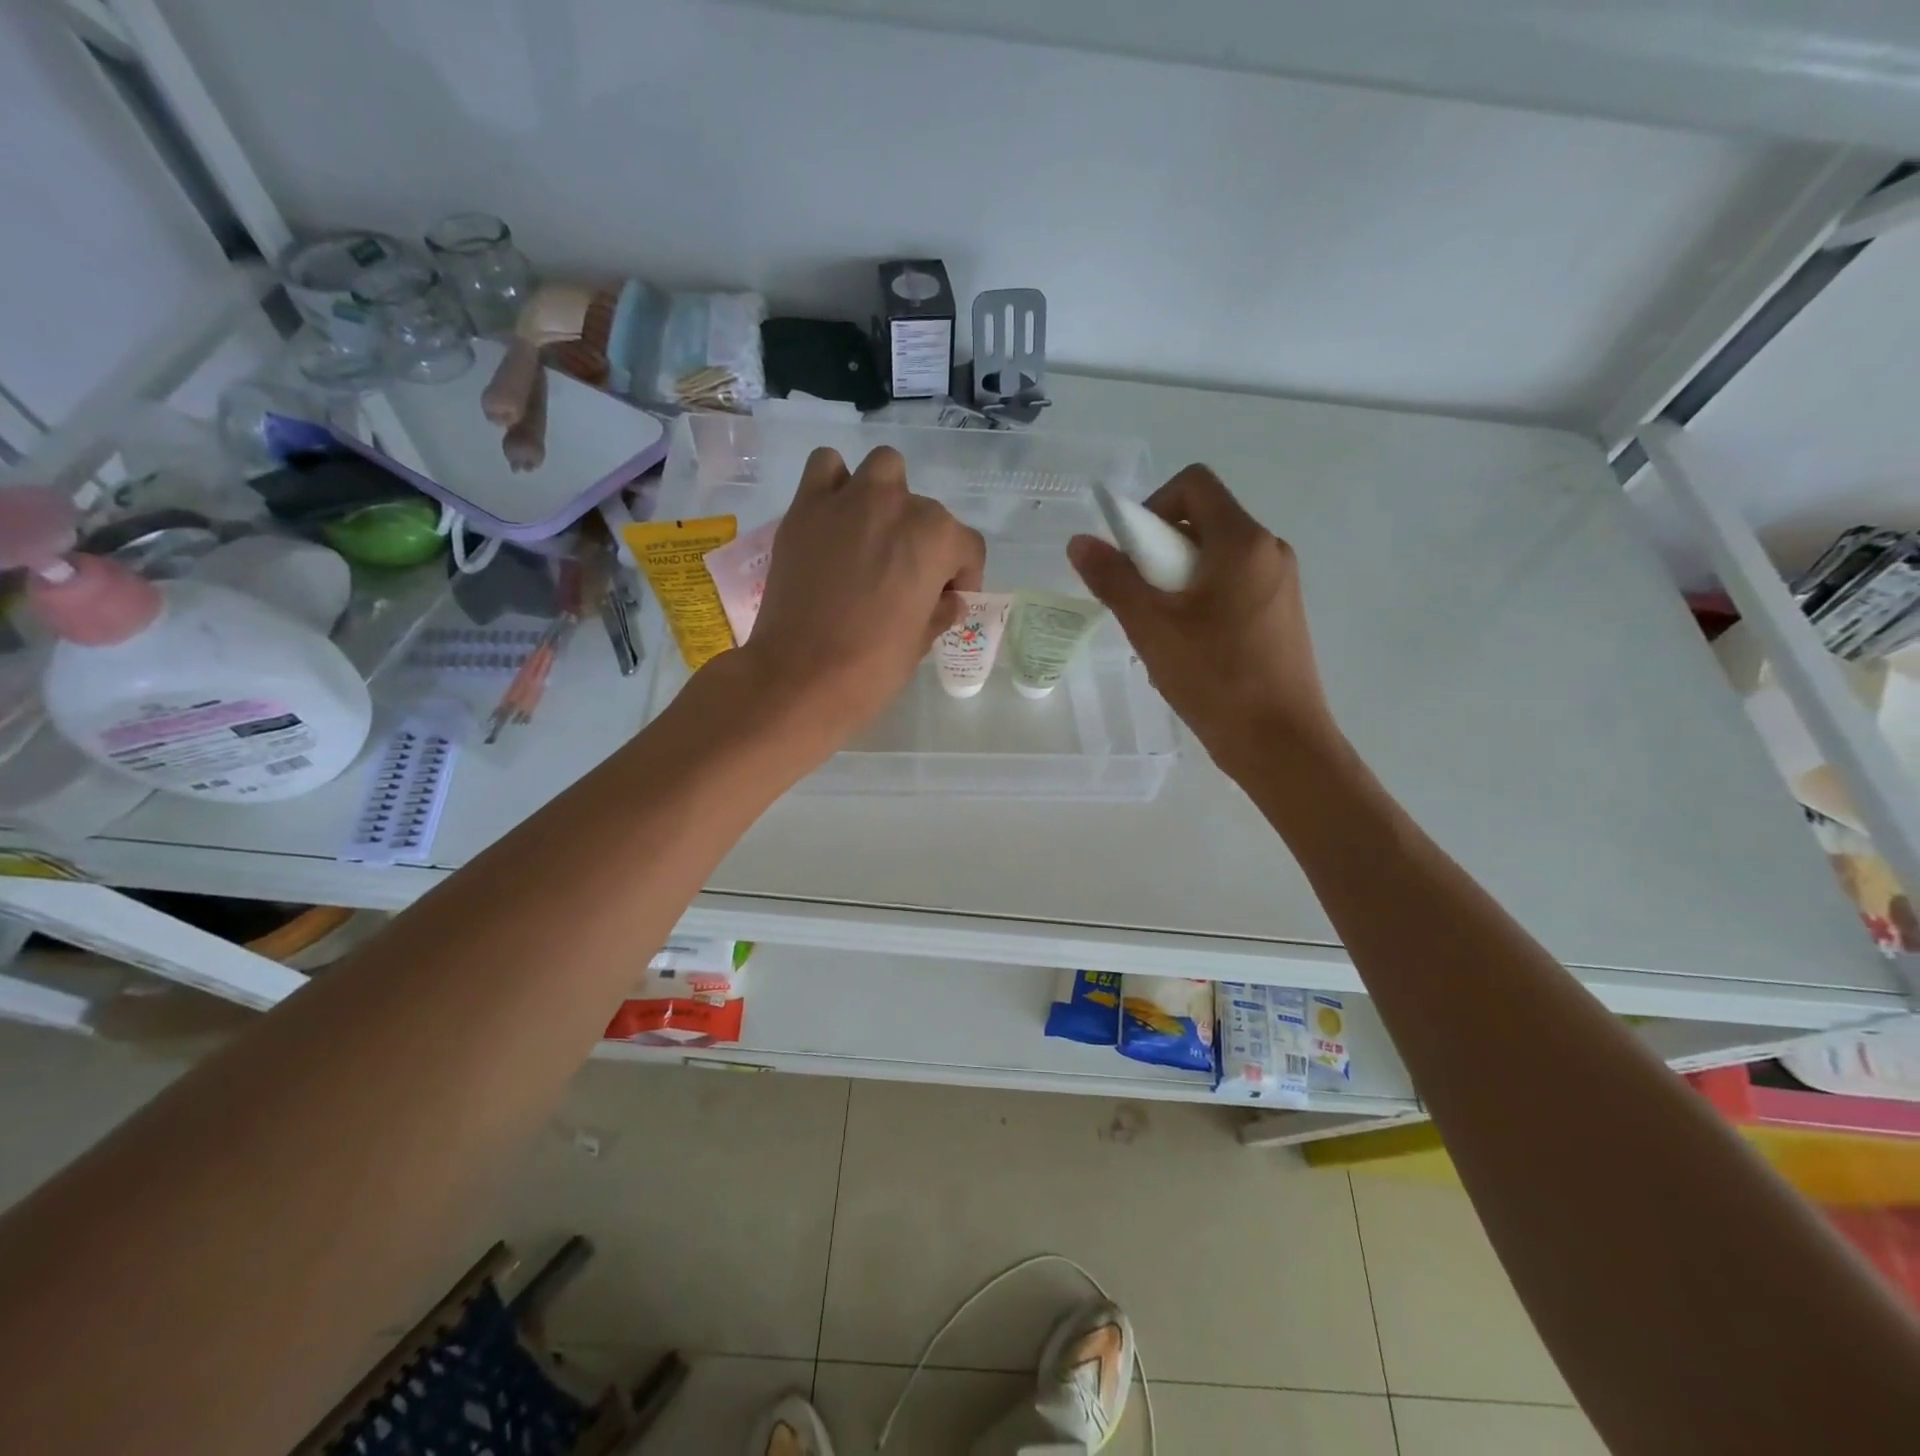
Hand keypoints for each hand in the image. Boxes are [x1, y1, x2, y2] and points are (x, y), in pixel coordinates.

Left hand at [738, 445, 984, 743]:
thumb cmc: (872, 667)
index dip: (963, 577)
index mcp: (936, 538)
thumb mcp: (921, 642)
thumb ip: (940, 611)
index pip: (967, 546)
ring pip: (884, 468)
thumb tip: (947, 601)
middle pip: (926, 512)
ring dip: (887, 494)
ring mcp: (849, 500)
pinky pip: (826, 467)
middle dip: (923, 543)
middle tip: (905, 581)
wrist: (800, 676)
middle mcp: (897, 505)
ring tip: (874, 534)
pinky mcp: (806, 507)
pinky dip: (835, 484)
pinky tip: (835, 519)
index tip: (947, 601)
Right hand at [1068, 464, 1340, 775]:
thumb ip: (1114, 579)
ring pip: (1215, 560)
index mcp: (1243, 541)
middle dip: (1160, 553)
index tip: (1132, 553)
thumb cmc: (1216, 678)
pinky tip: (1188, 650)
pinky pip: (1232, 588)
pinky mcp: (1281, 615)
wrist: (1280, 743)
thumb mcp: (1151, 627)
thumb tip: (1080, 542)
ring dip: (1177, 583)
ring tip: (1161, 633)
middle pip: (1203, 522)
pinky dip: (1201, 602)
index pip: (1194, 483)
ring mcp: (1280, 584)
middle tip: (1140, 601)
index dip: (1153, 505)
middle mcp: (1269, 551)